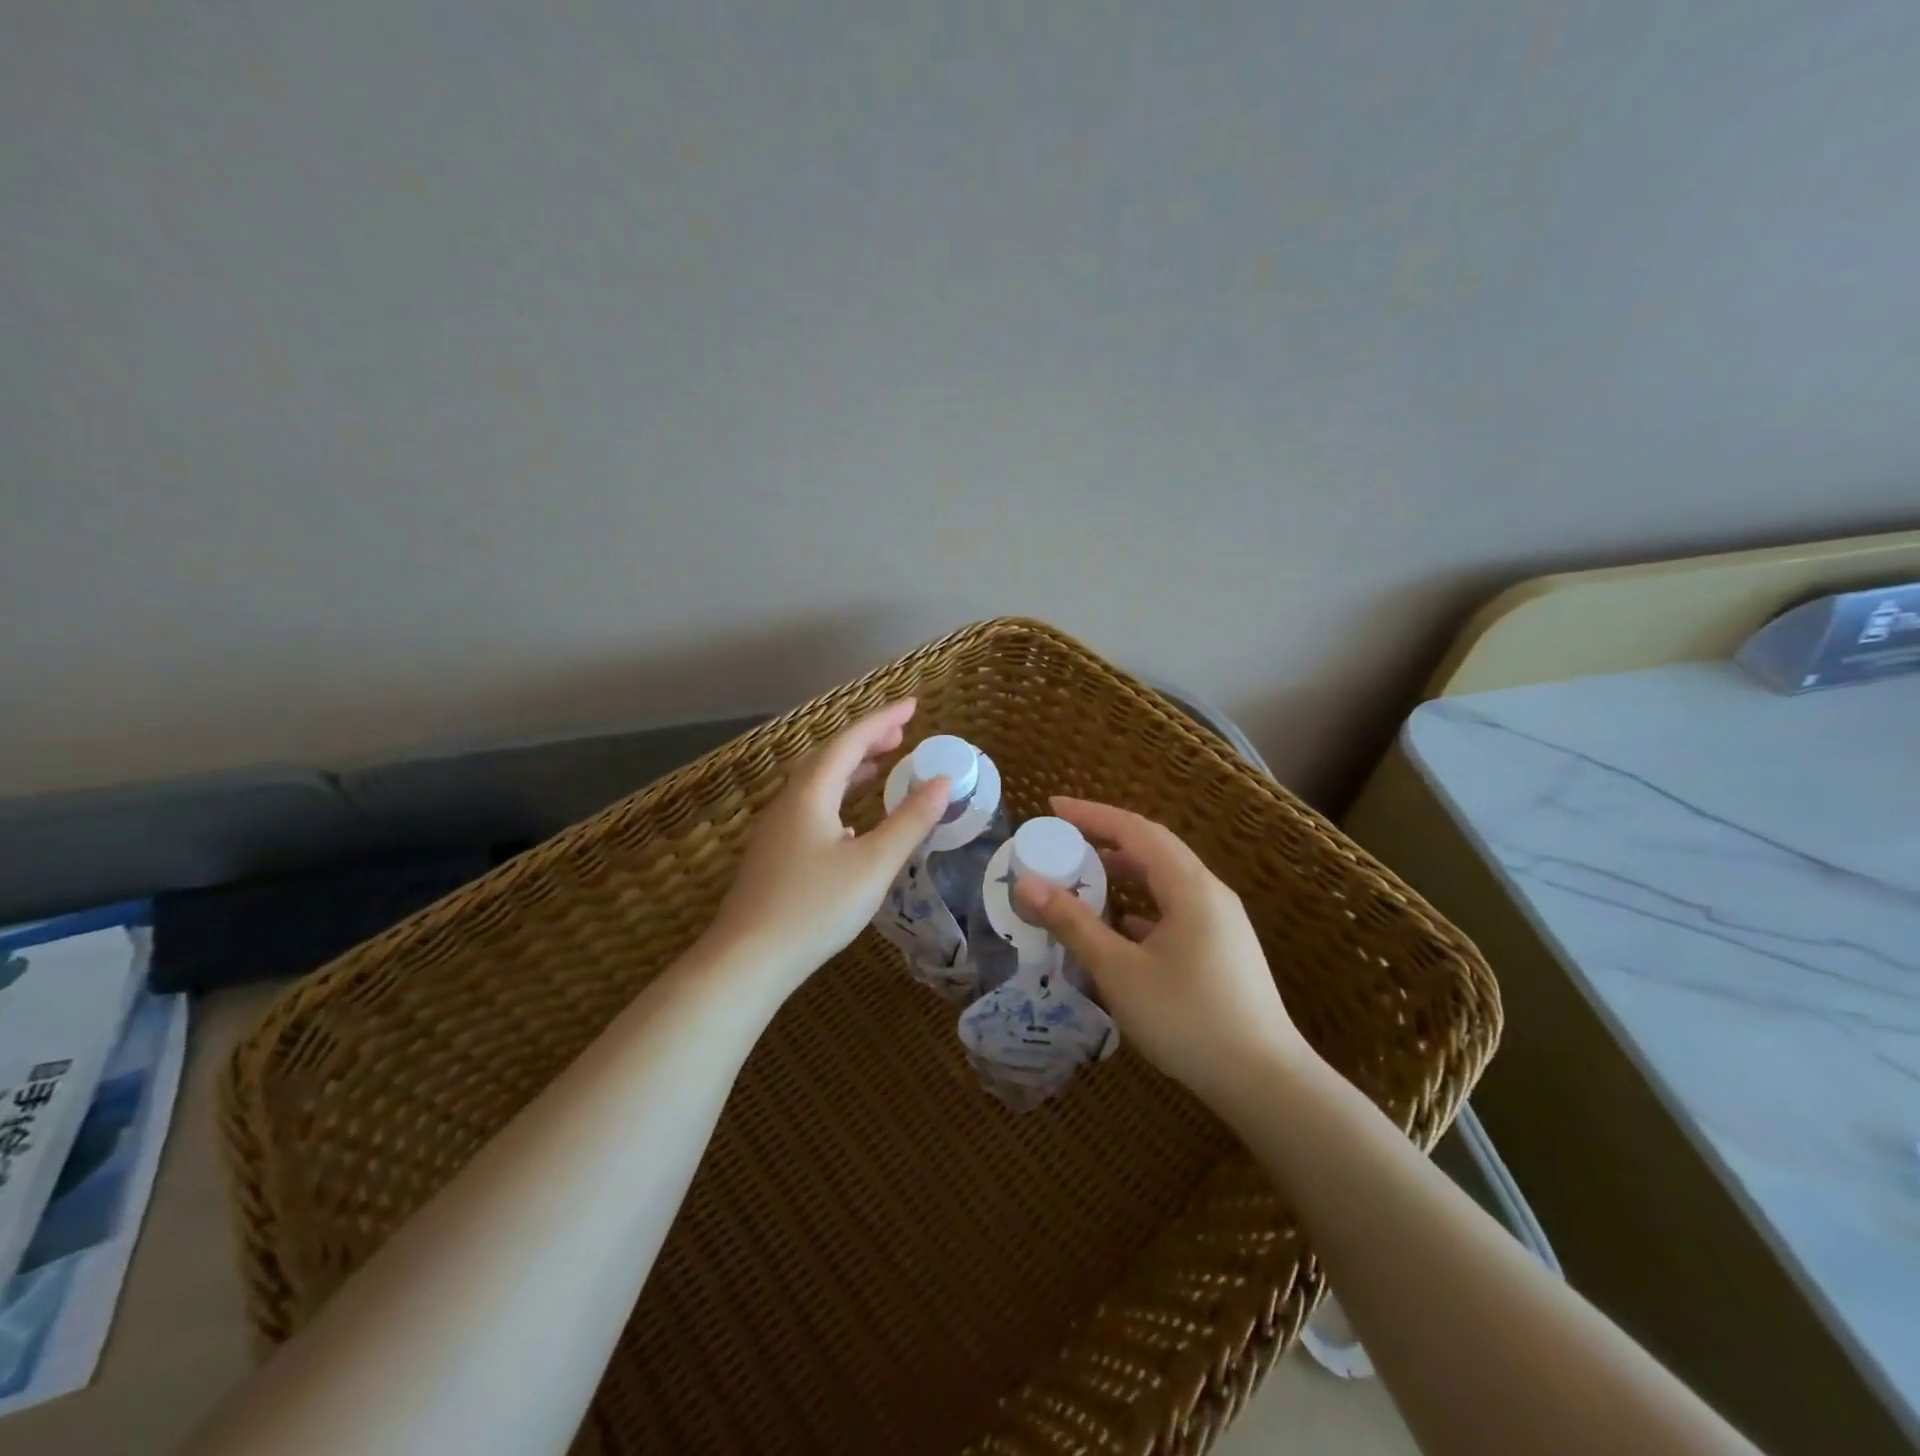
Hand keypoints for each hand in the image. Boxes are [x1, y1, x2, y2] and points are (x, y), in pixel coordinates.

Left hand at [708, 700, 949, 991]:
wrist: (747, 960)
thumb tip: (942, 781)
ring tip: (882, 765)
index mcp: (810, 794)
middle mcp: (789, 802)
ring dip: (851, 769)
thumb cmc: (815, 907)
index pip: (850, 741)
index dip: (883, 720)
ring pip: (817, 784)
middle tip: (901, 734)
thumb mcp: (873, 864)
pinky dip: (838, 798)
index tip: (913, 705)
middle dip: (867, 740)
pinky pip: (811, 808)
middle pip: (829, 757)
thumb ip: (910, 821)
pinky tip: (851, 822)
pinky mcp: (774, 855)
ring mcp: (776, 829)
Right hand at [1013, 797, 1315, 1114]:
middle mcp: (1210, 894)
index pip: (1136, 831)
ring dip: (1125, 874)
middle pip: (1154, 850)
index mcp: (1190, 887)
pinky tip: (1121, 929)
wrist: (1265, 1082)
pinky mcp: (1223, 950)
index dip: (1092, 815)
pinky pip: (1175, 910)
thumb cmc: (1187, 1018)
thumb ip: (1074, 923)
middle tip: (1065, 840)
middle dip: (1107, 839)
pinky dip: (1142, 907)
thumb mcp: (1119, 971)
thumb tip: (1028, 884)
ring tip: (1087, 878)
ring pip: (1166, 882)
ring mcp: (1221, 923)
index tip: (1053, 807)